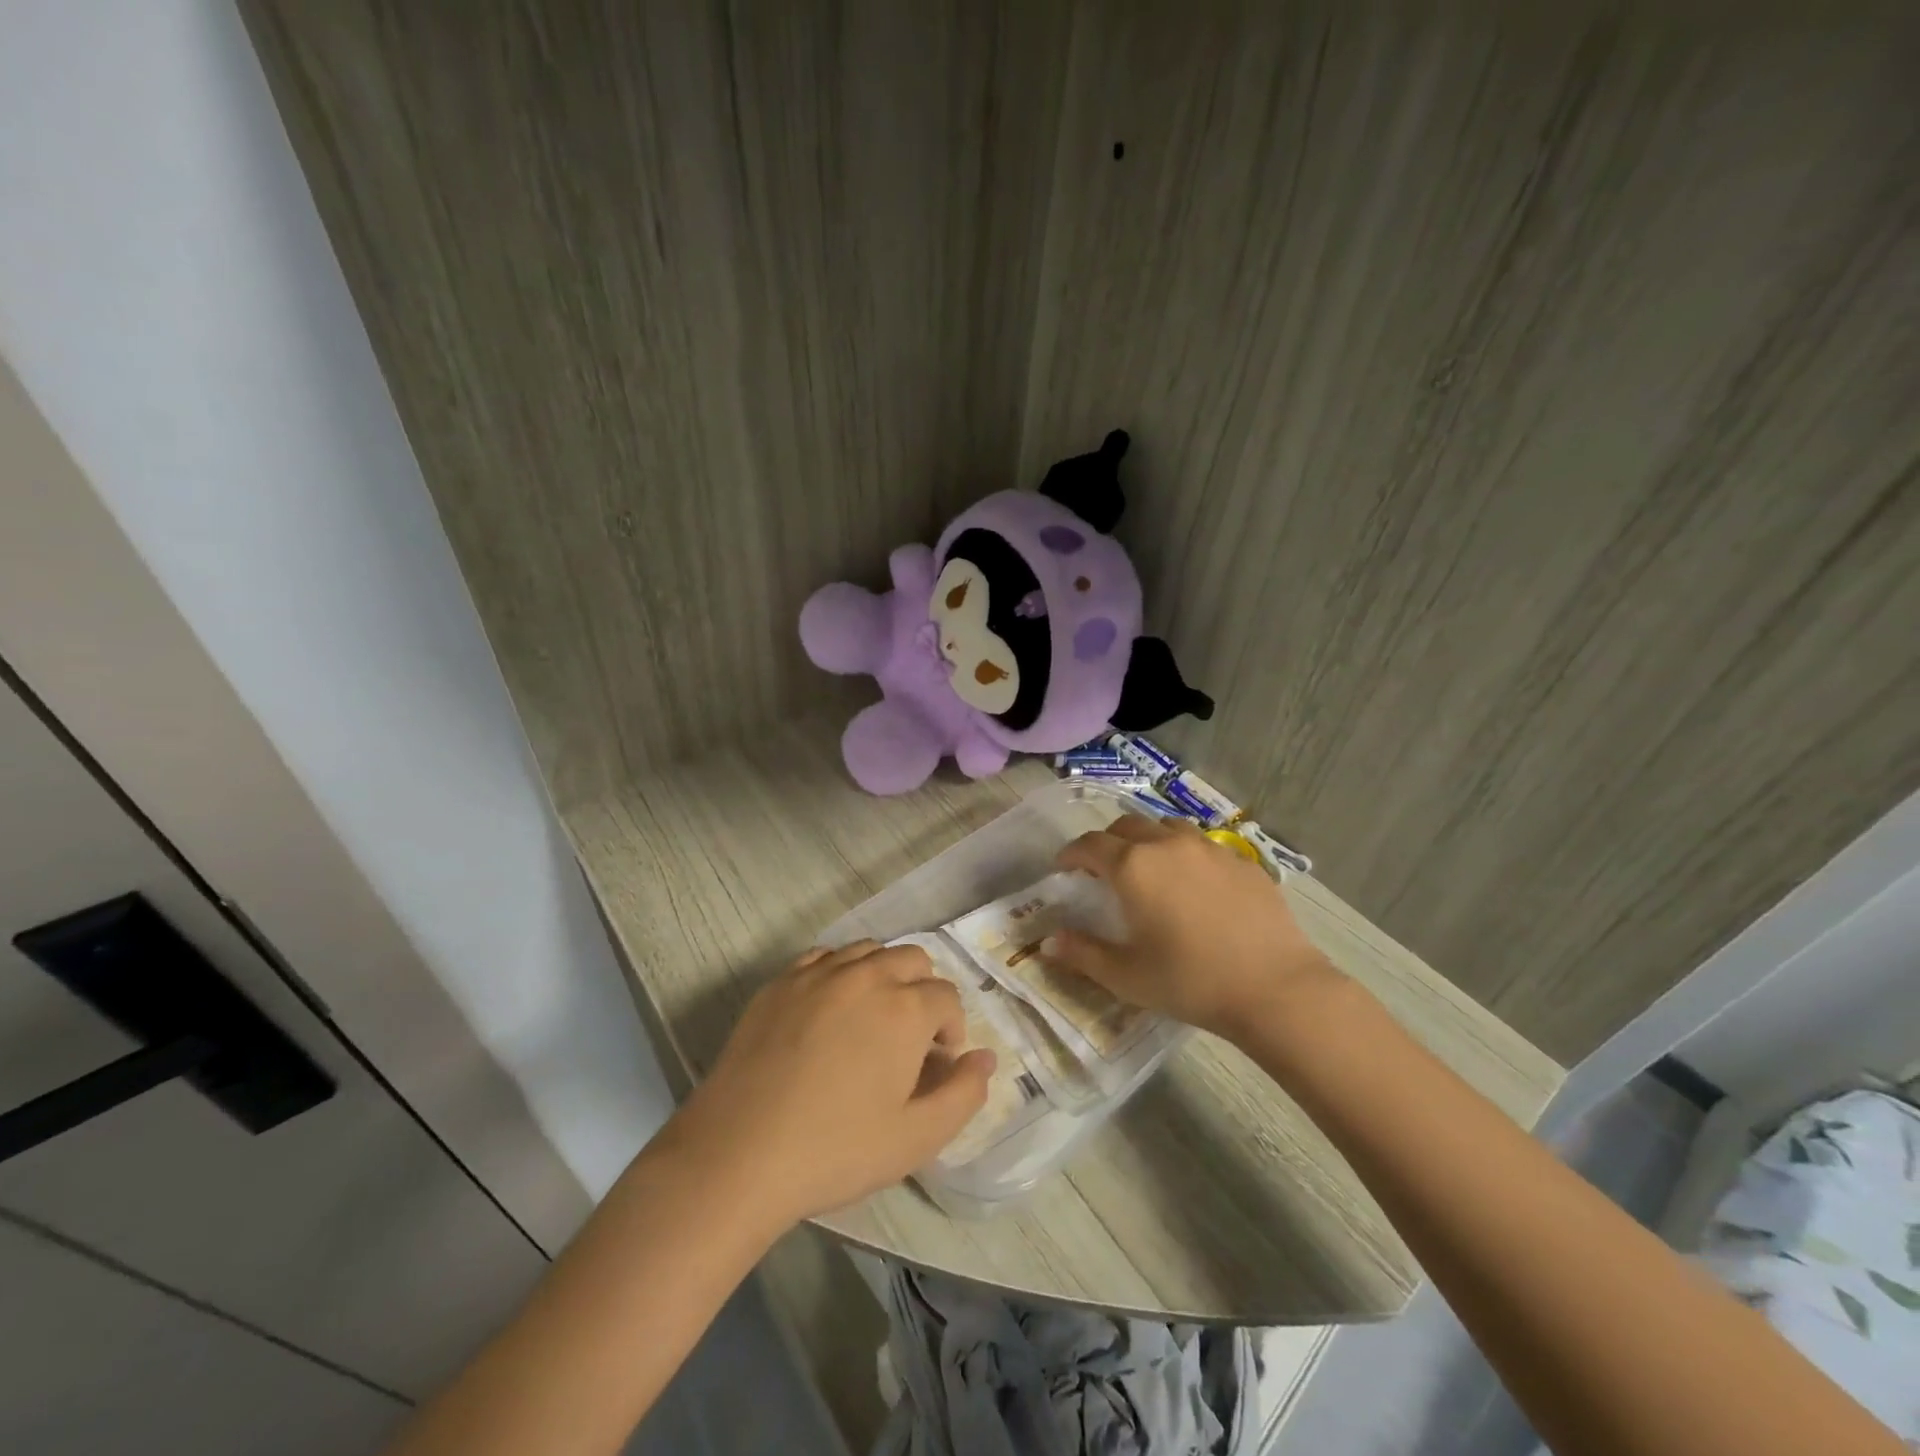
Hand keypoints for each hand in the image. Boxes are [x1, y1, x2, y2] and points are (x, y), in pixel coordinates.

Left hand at [666, 941, 994, 1228]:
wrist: (737, 1155)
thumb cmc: (835, 1151)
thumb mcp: (916, 1139)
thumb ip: (964, 1094)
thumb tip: (987, 1058)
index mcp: (905, 1008)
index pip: (947, 998)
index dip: (950, 1031)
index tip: (934, 1066)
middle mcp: (866, 975)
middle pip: (914, 959)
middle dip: (924, 993)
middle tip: (908, 1040)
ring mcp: (818, 973)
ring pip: (870, 950)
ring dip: (884, 976)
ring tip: (871, 1021)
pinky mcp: (780, 982)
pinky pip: (824, 957)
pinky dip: (841, 972)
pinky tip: (830, 1011)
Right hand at [1042, 815, 1340, 1040]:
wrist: (1275, 988)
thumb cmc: (1190, 982)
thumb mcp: (1126, 976)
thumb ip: (1082, 953)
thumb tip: (1047, 942)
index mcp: (1133, 867)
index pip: (1090, 845)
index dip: (1070, 853)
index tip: (1063, 867)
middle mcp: (1167, 845)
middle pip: (1126, 826)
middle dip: (1107, 843)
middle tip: (1102, 870)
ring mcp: (1209, 849)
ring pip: (1167, 828)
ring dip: (1147, 840)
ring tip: (1148, 868)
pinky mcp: (1242, 861)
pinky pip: (1203, 846)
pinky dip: (1185, 855)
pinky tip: (1194, 885)